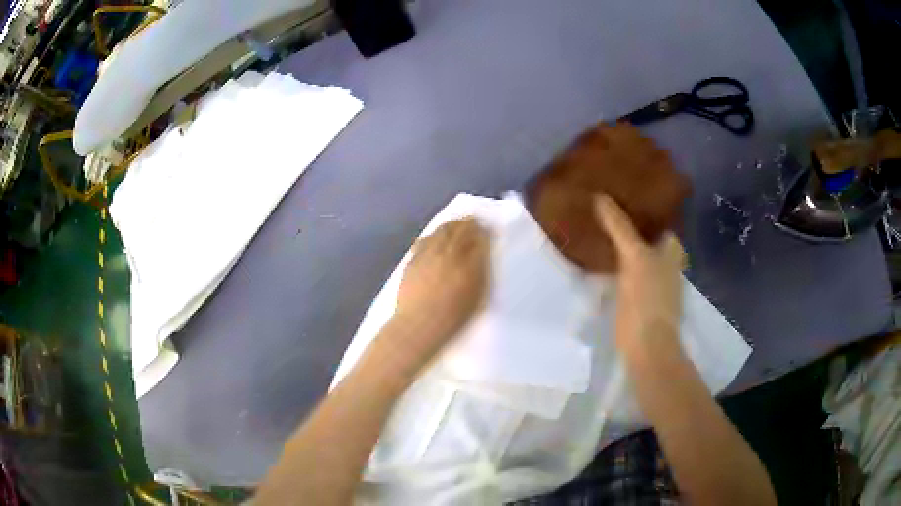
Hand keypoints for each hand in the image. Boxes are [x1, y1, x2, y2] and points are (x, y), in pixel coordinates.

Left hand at [393, 218, 490, 353]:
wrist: (418, 327)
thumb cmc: (453, 320)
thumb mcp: (478, 299)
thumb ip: (482, 274)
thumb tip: (483, 256)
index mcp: (470, 265)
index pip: (481, 239)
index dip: (486, 232)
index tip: (490, 229)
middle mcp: (450, 254)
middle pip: (462, 230)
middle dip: (471, 223)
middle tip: (477, 221)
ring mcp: (429, 254)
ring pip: (442, 230)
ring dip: (453, 224)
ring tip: (458, 224)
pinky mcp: (413, 259)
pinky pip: (425, 239)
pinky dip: (434, 234)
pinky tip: (436, 235)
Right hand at [594, 194, 682, 351]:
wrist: (646, 344)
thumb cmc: (648, 297)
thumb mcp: (635, 257)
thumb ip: (620, 227)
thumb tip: (600, 196)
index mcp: (671, 251)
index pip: (660, 221)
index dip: (646, 208)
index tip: (625, 194)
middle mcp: (665, 264)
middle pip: (648, 237)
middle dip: (631, 223)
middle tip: (607, 207)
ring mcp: (652, 282)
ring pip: (637, 254)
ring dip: (622, 243)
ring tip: (600, 226)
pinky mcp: (638, 298)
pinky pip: (627, 272)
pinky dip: (616, 263)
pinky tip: (600, 256)